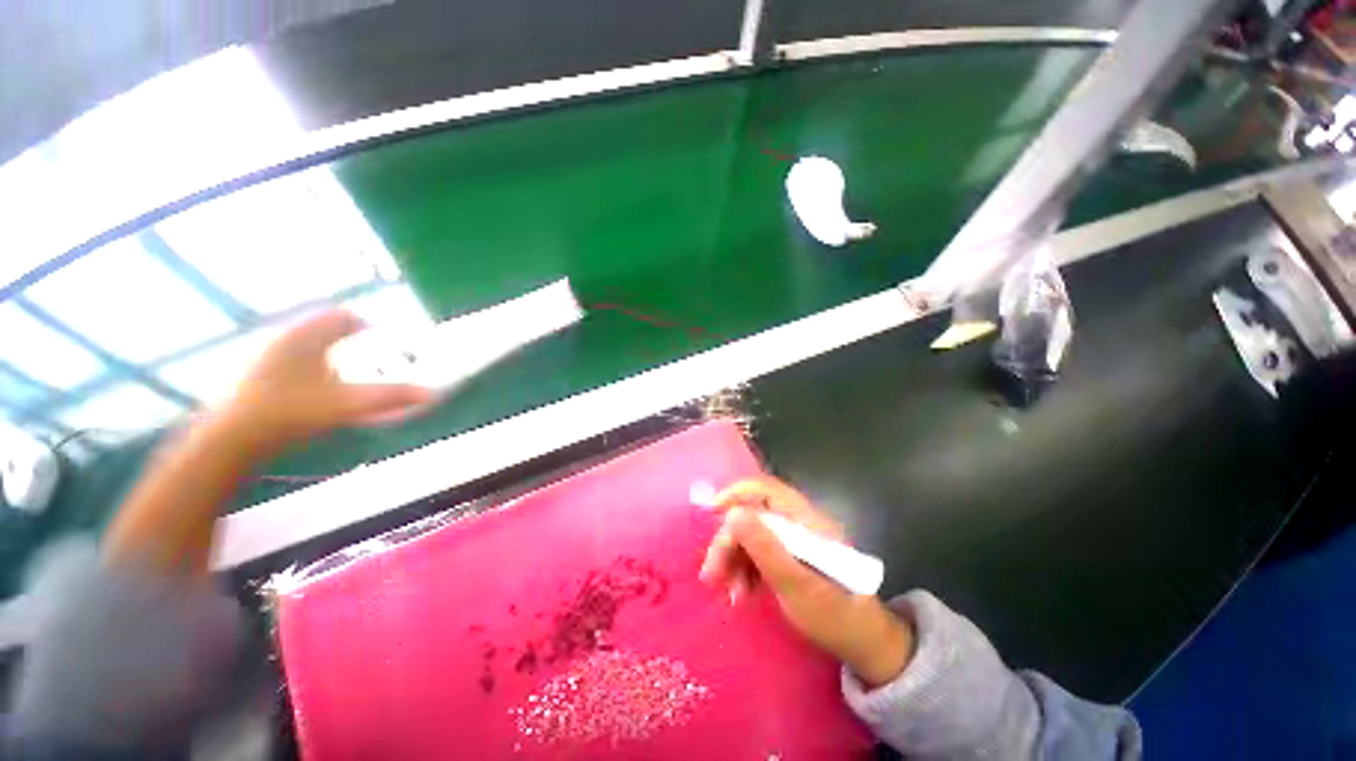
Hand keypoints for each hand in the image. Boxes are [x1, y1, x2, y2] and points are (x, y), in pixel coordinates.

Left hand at [221, 310, 433, 448]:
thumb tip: (432, 393)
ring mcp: (267, 358)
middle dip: (350, 339)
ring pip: (307, 345)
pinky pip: (294, 361)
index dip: (368, 324)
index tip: (386, 338)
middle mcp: (286, 340)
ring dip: (331, 352)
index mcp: (307, 337)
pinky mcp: (257, 376)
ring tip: (351, 372)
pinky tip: (320, 389)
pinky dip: (313, 367)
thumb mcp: (348, 404)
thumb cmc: (290, 412)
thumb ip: (391, 397)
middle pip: (324, 328)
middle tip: (373, 355)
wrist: (231, 440)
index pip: (343, 317)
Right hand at [699, 476, 913, 687]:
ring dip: (734, 559)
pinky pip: (759, 552)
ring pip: (752, 535)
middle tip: (711, 574)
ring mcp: (794, 540)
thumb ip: (764, 547)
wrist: (864, 644)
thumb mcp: (795, 584)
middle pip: (753, 515)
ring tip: (730, 592)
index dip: (736, 495)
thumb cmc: (834, 616)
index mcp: (804, 519)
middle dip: (729, 541)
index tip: (711, 513)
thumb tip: (732, 513)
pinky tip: (741, 592)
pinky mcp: (790, 556)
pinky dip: (745, 569)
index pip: (764, 489)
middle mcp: (797, 522)